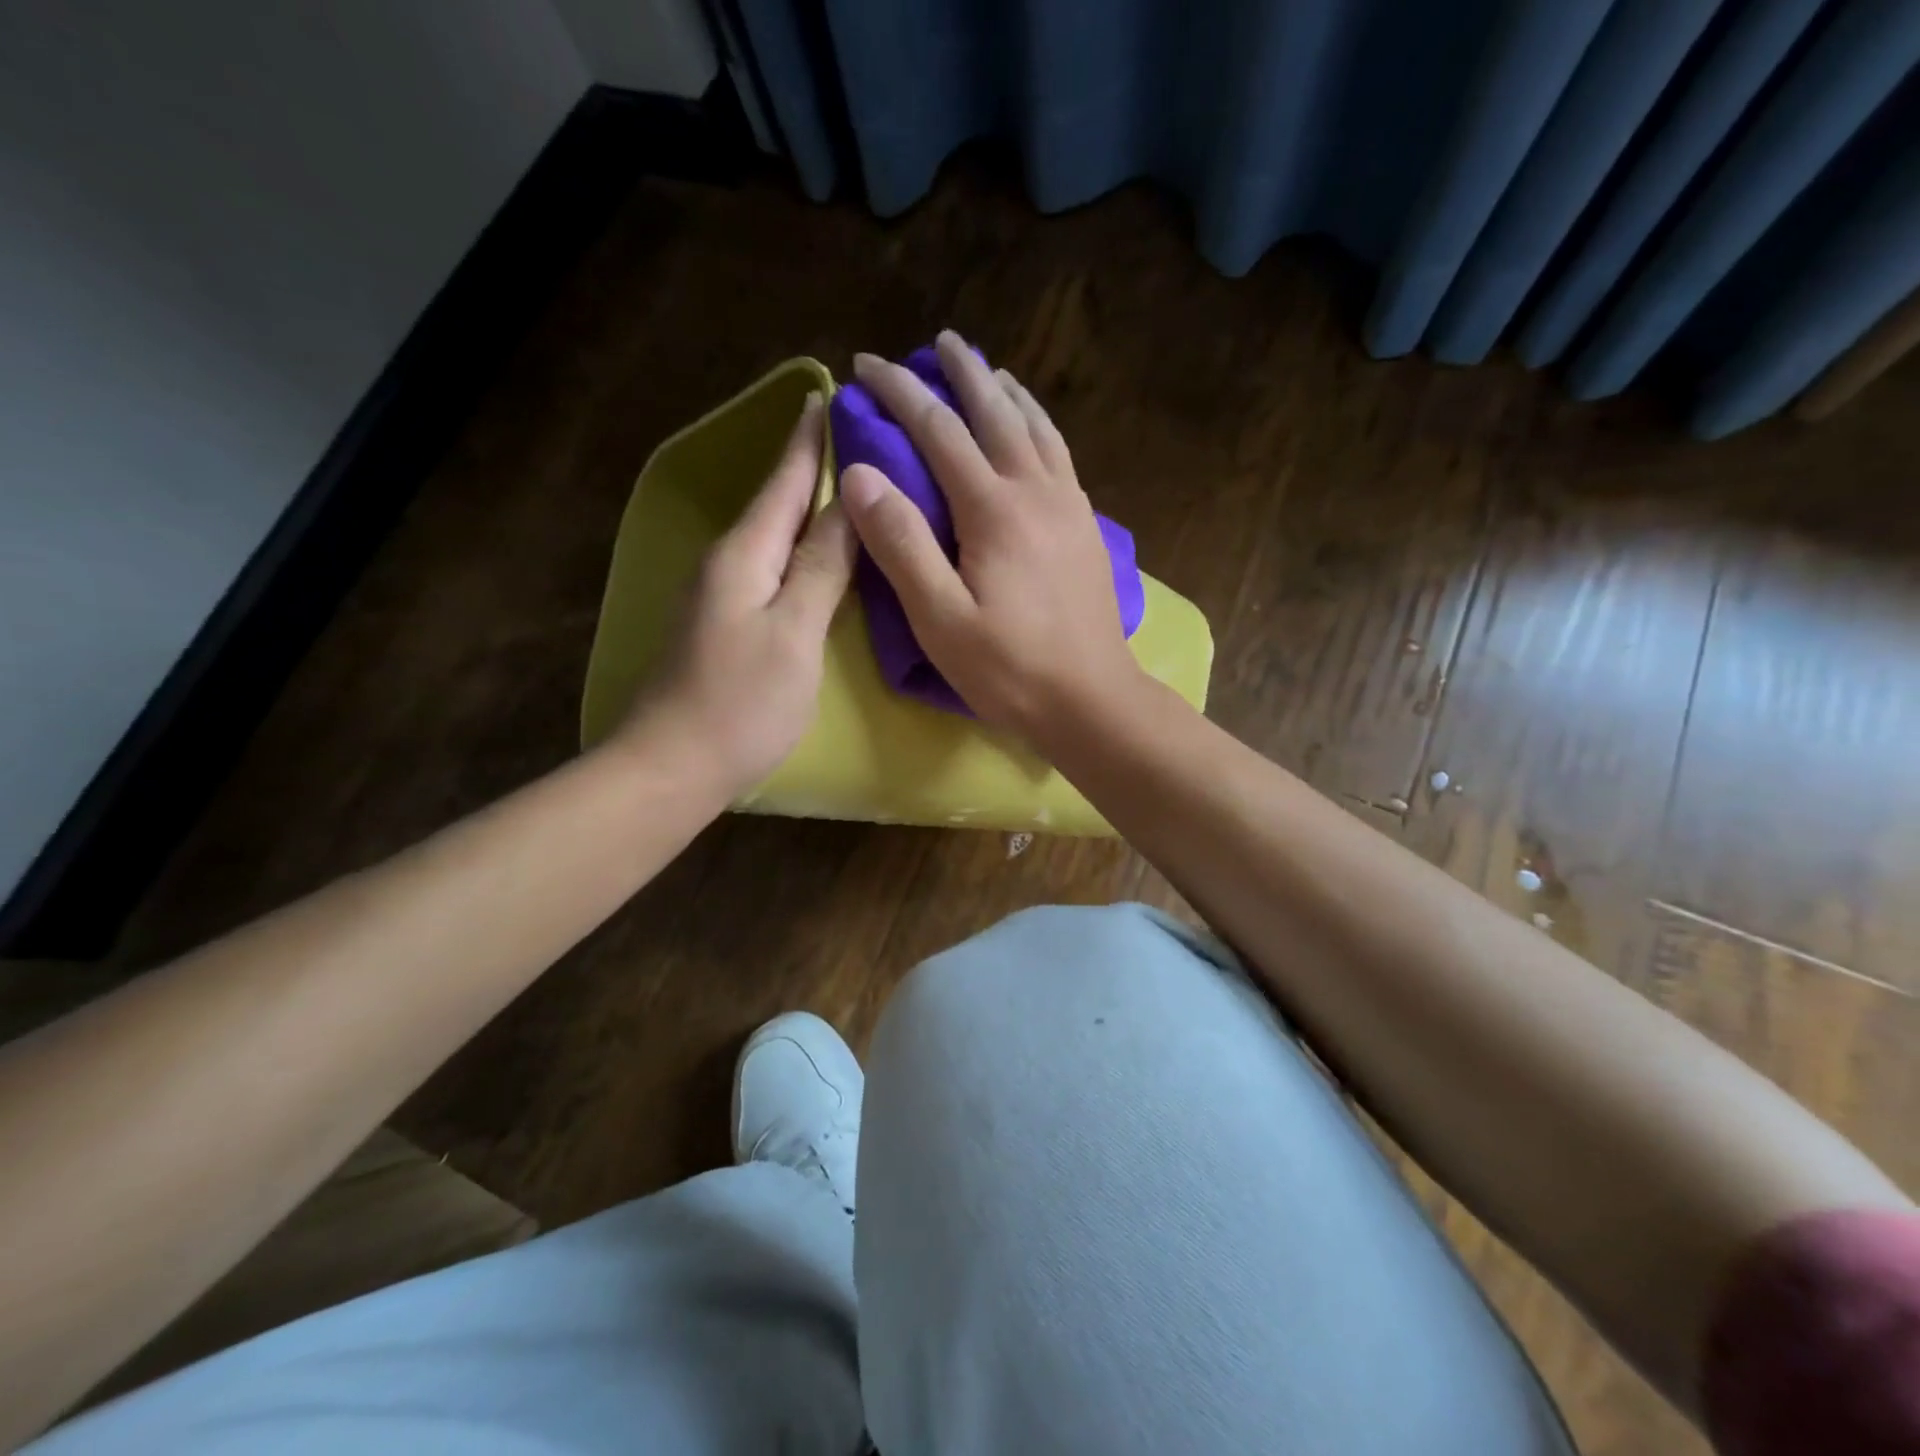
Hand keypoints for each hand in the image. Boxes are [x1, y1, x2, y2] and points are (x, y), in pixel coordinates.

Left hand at [619, 394, 854, 795]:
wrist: (674, 766)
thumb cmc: (742, 702)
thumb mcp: (794, 632)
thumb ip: (821, 566)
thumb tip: (850, 502)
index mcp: (744, 554)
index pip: (784, 482)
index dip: (809, 441)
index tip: (830, 395)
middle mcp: (727, 563)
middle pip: (775, 504)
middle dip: (810, 467)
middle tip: (855, 438)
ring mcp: (720, 595)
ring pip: (772, 537)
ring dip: (806, 509)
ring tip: (849, 489)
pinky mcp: (723, 624)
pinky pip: (768, 569)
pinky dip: (797, 551)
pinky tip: (818, 556)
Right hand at [838, 331, 1145, 744]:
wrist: (1091, 699)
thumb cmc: (1009, 669)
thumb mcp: (940, 619)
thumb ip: (902, 545)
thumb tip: (862, 474)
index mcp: (993, 510)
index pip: (938, 430)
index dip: (899, 392)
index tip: (866, 365)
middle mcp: (1035, 491)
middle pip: (996, 412)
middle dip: (962, 373)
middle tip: (938, 342)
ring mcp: (1068, 506)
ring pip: (1036, 427)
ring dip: (1007, 392)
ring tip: (988, 369)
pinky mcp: (1085, 527)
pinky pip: (1060, 455)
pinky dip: (1040, 425)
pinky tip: (1033, 430)